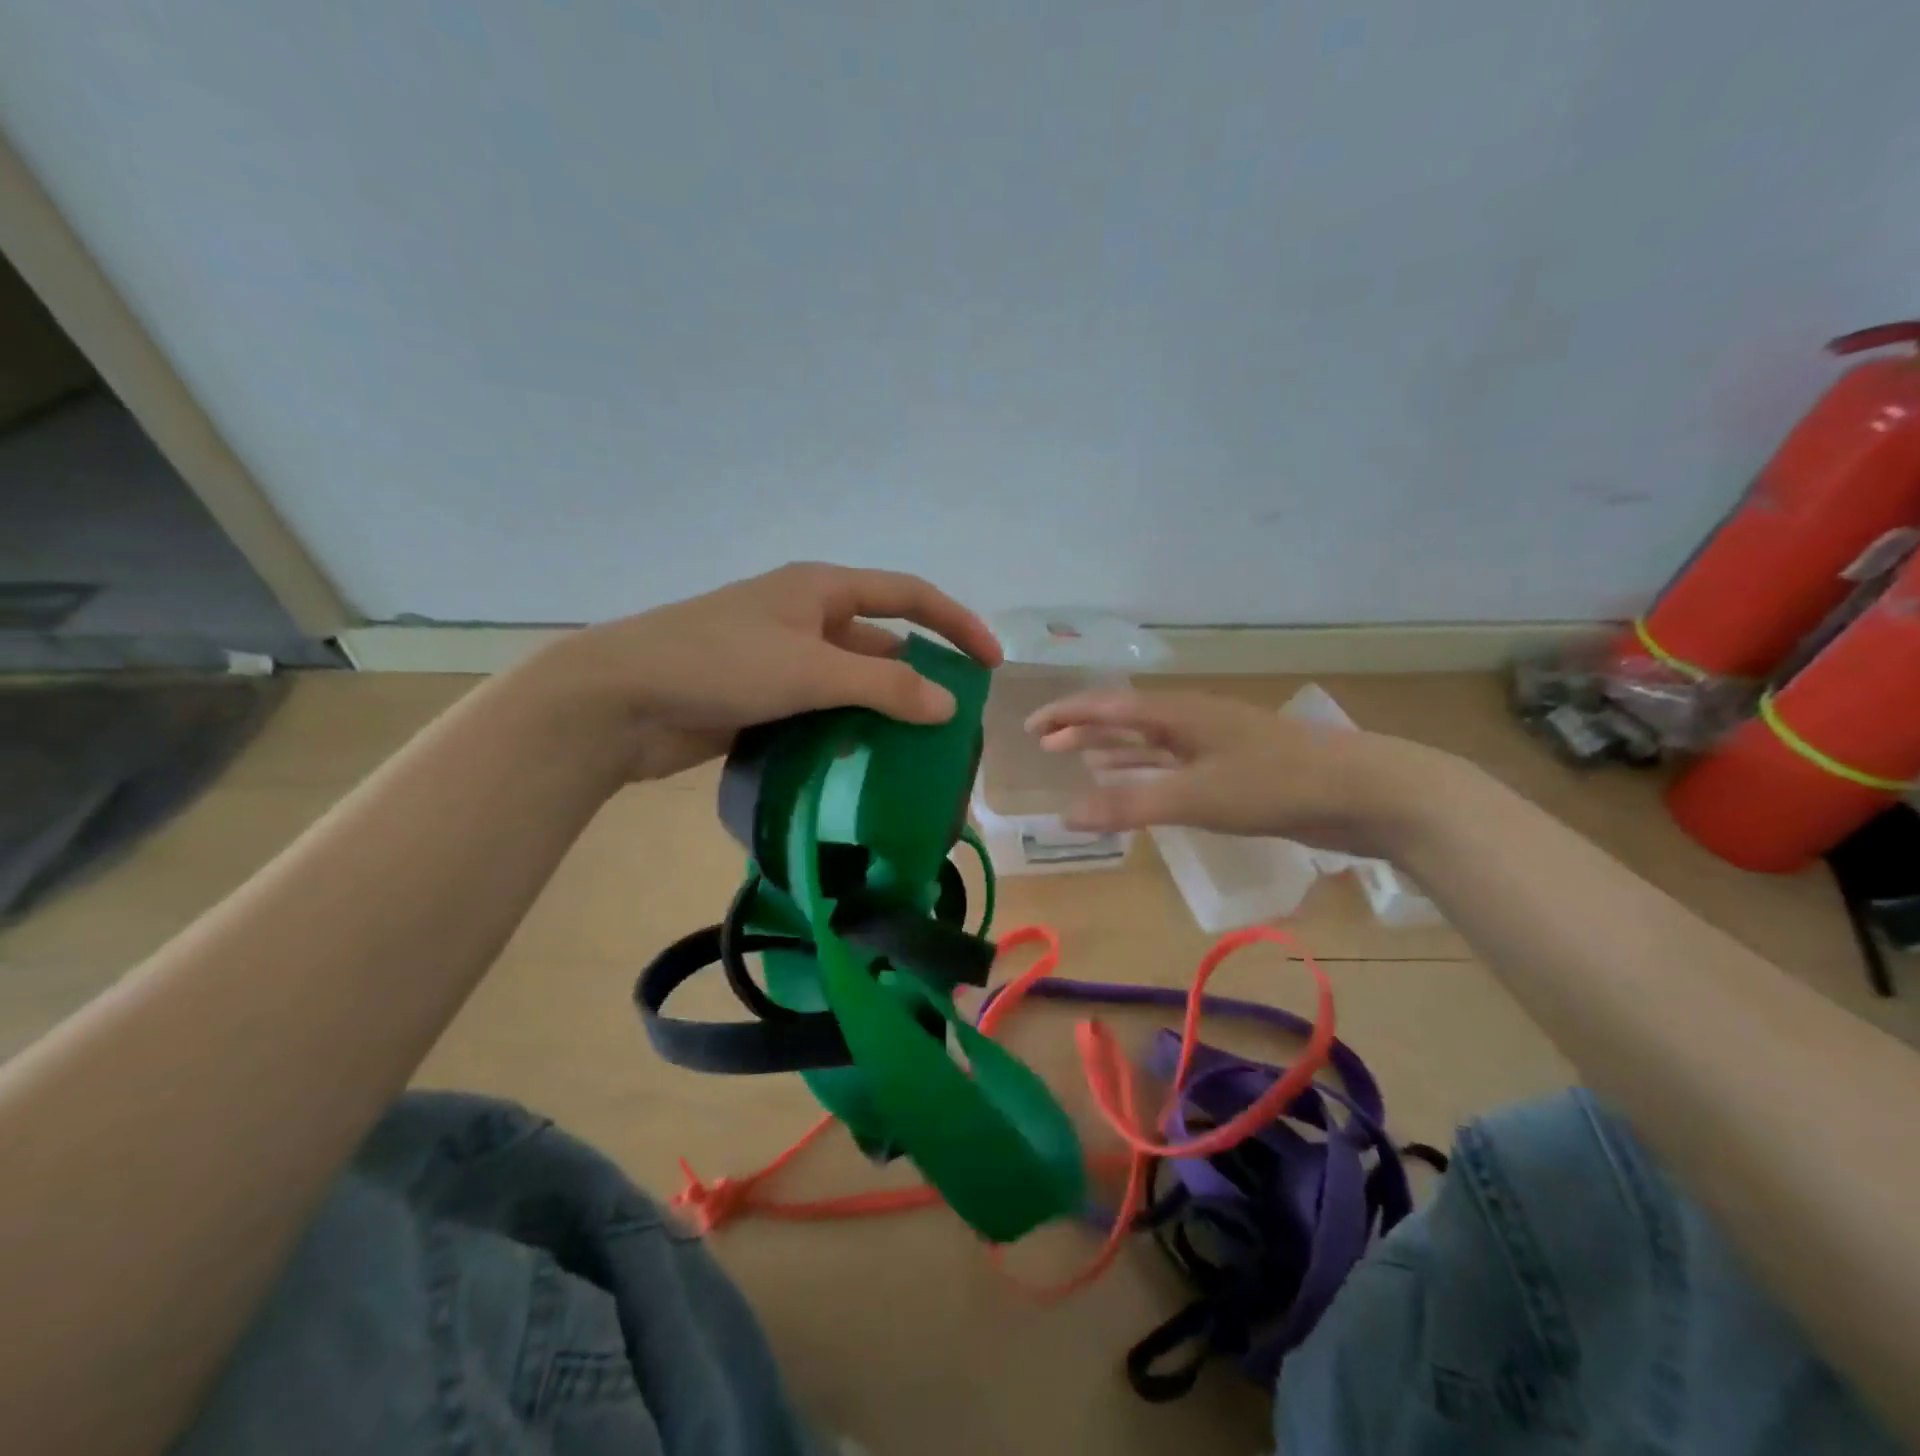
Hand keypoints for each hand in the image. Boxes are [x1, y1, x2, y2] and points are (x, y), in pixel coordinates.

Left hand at [528, 562, 1003, 780]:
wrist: (618, 700)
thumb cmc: (719, 663)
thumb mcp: (811, 670)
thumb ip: (885, 688)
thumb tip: (948, 706)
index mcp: (821, 590)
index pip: (909, 596)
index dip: (956, 624)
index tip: (991, 664)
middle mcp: (806, 618)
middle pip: (881, 645)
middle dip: (918, 679)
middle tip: (952, 725)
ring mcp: (782, 660)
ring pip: (850, 685)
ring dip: (880, 713)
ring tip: (916, 755)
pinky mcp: (761, 699)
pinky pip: (819, 713)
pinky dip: (843, 734)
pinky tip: (862, 767)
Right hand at [1025, 689, 1440, 859]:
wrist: (1366, 792)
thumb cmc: (1276, 785)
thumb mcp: (1196, 796)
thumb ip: (1130, 806)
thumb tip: (1066, 817)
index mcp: (1179, 713)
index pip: (1108, 707)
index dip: (1067, 715)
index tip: (1031, 728)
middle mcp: (1192, 721)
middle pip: (1126, 720)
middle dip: (1085, 730)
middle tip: (1047, 745)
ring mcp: (1216, 744)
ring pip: (1151, 742)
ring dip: (1114, 750)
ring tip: (1080, 760)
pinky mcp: (1235, 770)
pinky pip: (1174, 765)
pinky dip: (1147, 772)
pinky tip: (1139, 785)